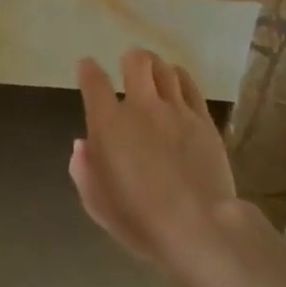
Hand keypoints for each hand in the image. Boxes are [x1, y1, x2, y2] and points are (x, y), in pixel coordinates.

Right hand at [70, 50, 235, 274]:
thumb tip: (83, 145)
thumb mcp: (98, 204)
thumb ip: (84, 170)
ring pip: (164, 68)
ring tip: (153, 72)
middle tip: (128, 66)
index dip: (88, 69)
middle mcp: (141, 107)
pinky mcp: (203, 120)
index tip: (87, 67)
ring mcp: (175, 110)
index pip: (94, 81)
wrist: (198, 227)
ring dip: (155, 66)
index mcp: (108, 124)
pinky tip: (177, 82)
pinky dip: (179, 77)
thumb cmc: (140, 221)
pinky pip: (190, 84)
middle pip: (136, 61)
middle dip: (130, 59)